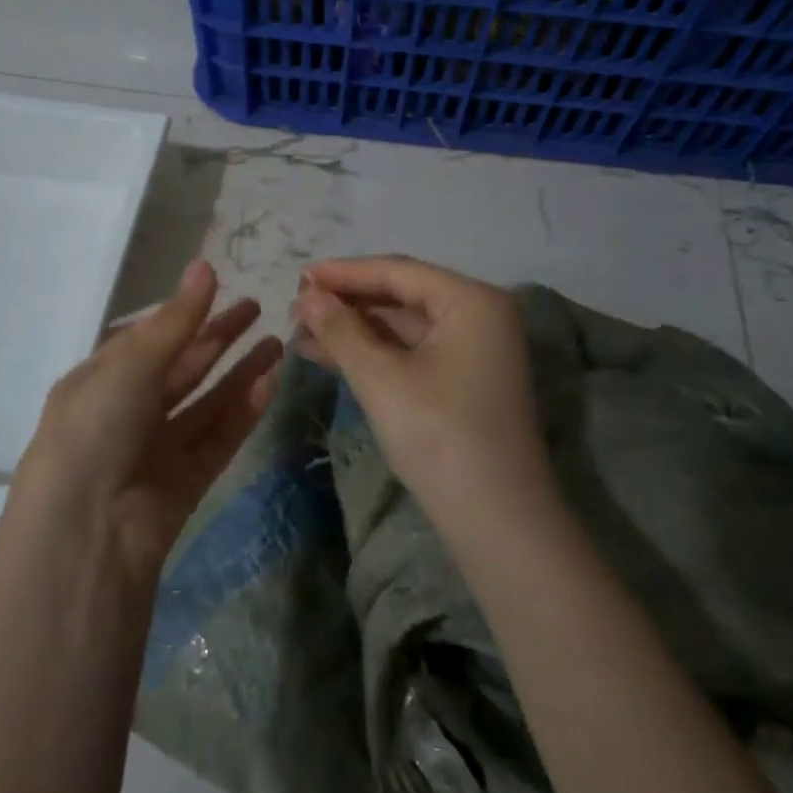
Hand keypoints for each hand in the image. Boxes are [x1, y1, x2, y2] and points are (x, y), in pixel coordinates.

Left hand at [14, 259, 282, 581]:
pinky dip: (243, 411)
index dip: (183, 313)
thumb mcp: (129, 366)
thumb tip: (205, 265)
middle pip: (182, 368)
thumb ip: (175, 320)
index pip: (146, 339)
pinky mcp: (185, 482)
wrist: (85, 534)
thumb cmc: (94, 431)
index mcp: (99, 381)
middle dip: (218, 337)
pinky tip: (270, 382)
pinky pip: (218, 438)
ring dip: (240, 373)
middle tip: (258, 308)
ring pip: (206, 403)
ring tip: (278, 343)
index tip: (220, 287)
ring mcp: (157, 449)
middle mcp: (127, 412)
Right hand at [292, 256, 554, 528]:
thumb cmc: (439, 435)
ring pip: (402, 327)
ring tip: (301, 331)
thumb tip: (307, 298)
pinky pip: (410, 354)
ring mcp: (473, 351)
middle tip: (296, 306)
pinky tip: (328, 355)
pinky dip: (372, 354)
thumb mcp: (381, 378)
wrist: (496, 520)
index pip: (398, 271)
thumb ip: (341, 330)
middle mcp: (478, 316)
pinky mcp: (461, 382)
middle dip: (347, 302)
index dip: (345, 273)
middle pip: (401, 296)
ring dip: (353, 329)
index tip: (299, 275)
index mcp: (471, 301)